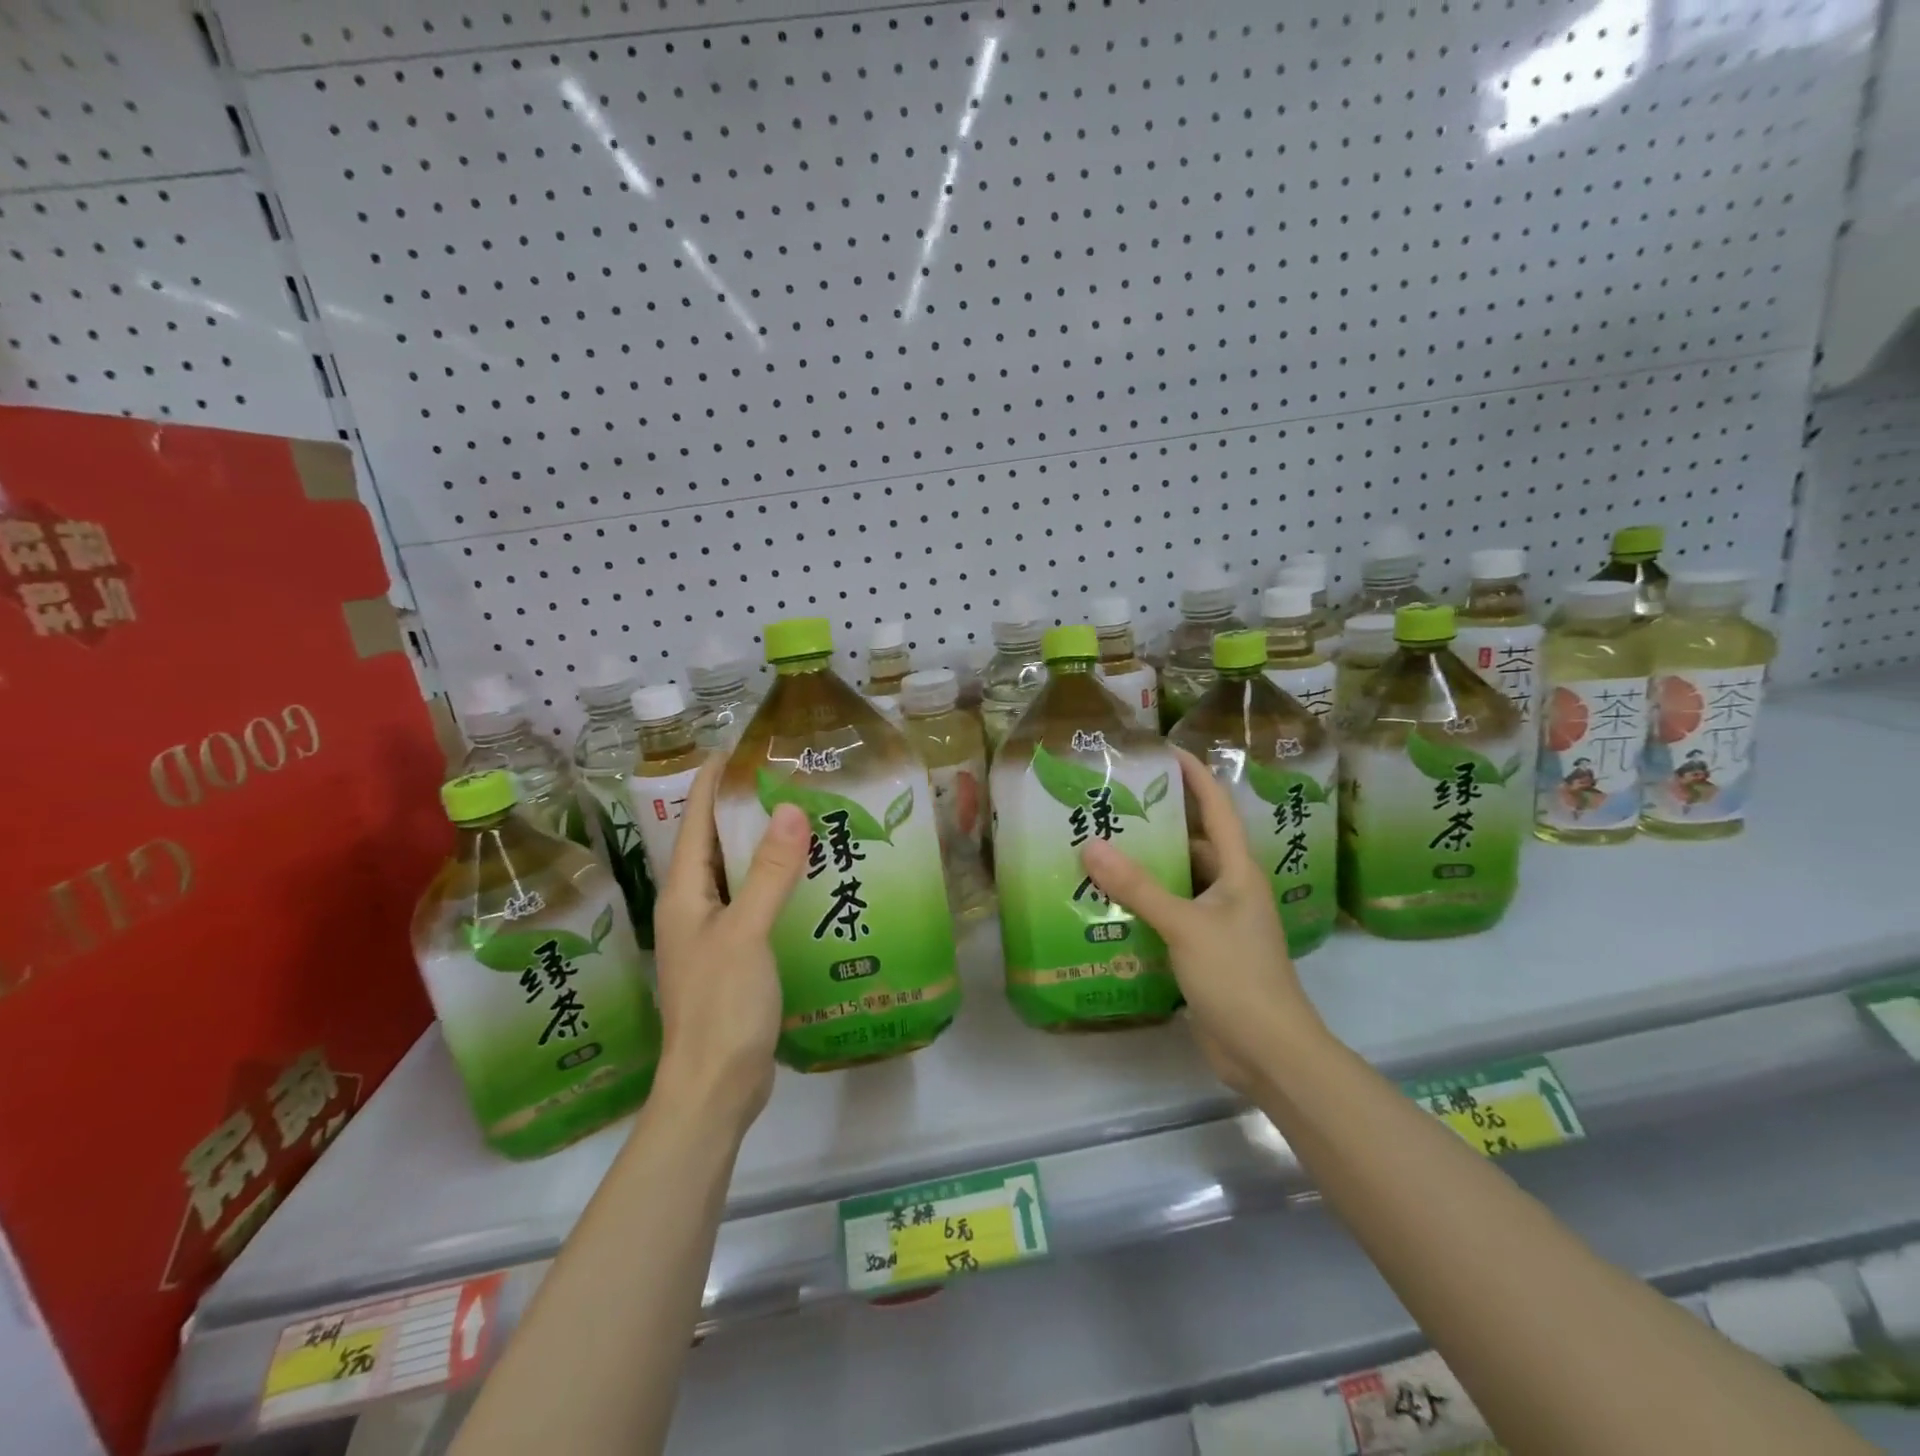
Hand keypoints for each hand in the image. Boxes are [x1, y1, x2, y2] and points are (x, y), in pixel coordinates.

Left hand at [652, 754, 810, 1134]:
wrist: (714, 1088)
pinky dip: (776, 885)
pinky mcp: (734, 957)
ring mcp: (712, 935)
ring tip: (805, 819)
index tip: (738, 747)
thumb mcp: (746, 932)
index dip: (710, 782)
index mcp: (683, 894)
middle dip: (743, 809)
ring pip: (737, 875)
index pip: (693, 821)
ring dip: (763, 848)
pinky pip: (754, 904)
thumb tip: (790, 808)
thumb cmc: (721, 1005)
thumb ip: (768, 872)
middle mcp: (692, 908)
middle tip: (787, 779)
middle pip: (714, 844)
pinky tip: (808, 881)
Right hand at [1080, 747, 1320, 1091]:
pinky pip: (1170, 914)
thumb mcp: (1184, 925)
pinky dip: (1144, 904)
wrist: (1268, 1051)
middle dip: (1157, 824)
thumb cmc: (1237, 976)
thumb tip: (1091, 846)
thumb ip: (1137, 887)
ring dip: (1146, 868)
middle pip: (1193, 843)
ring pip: (1178, 881)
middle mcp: (1229, 889)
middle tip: (1112, 805)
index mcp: (1237, 871)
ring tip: (1100, 848)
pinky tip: (1109, 902)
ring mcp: (1217, 922)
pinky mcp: (1203, 950)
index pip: (1217, 808)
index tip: (1164, 750)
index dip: (1195, 776)